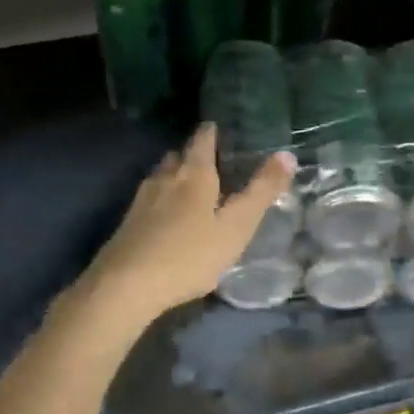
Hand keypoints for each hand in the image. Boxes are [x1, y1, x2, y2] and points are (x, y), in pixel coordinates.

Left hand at [86, 123, 295, 322]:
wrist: (126, 285)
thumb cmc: (189, 255)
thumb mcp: (236, 227)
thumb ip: (261, 191)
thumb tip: (287, 154)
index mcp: (194, 174)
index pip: (202, 140)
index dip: (211, 132)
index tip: (218, 127)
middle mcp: (165, 178)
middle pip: (178, 155)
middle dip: (193, 153)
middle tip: (210, 159)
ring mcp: (142, 199)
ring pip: (161, 175)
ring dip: (175, 174)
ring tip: (190, 185)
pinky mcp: (128, 222)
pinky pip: (150, 198)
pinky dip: (162, 198)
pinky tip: (166, 215)